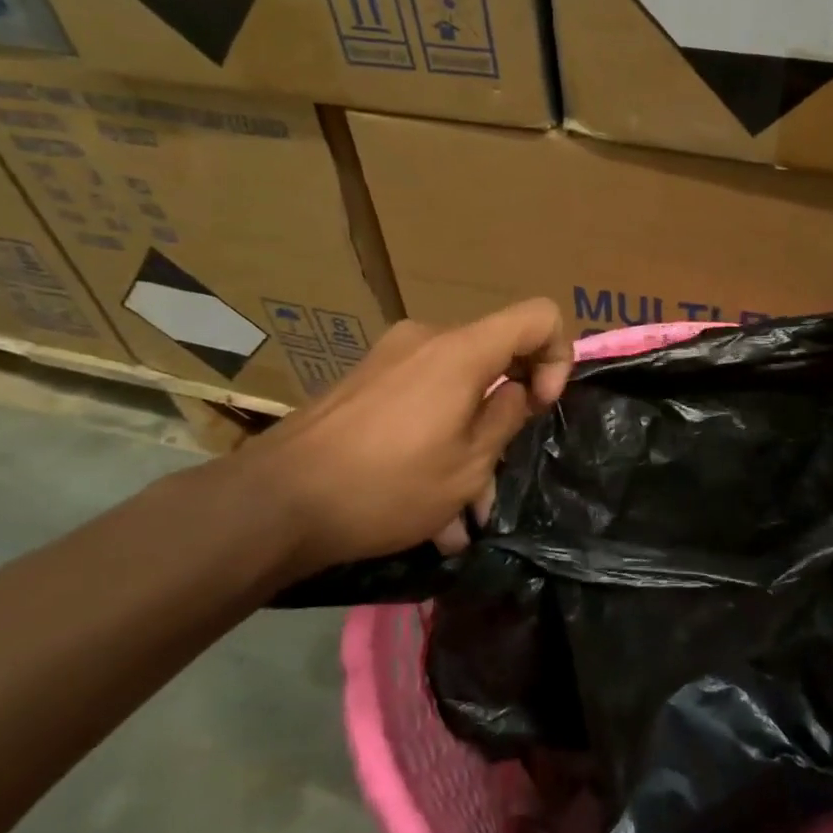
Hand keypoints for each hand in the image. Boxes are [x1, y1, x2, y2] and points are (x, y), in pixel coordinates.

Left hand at [232, 299, 571, 577]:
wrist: (275, 502)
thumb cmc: (387, 484)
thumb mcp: (468, 464)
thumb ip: (507, 417)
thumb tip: (516, 389)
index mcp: (462, 351)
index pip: (539, 316)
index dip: (557, 357)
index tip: (541, 407)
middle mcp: (426, 340)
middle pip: (494, 359)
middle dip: (505, 417)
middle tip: (497, 481)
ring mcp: (389, 359)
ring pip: (455, 392)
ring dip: (468, 445)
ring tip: (459, 516)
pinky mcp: (363, 383)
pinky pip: (420, 403)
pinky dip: (434, 441)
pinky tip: (425, 507)